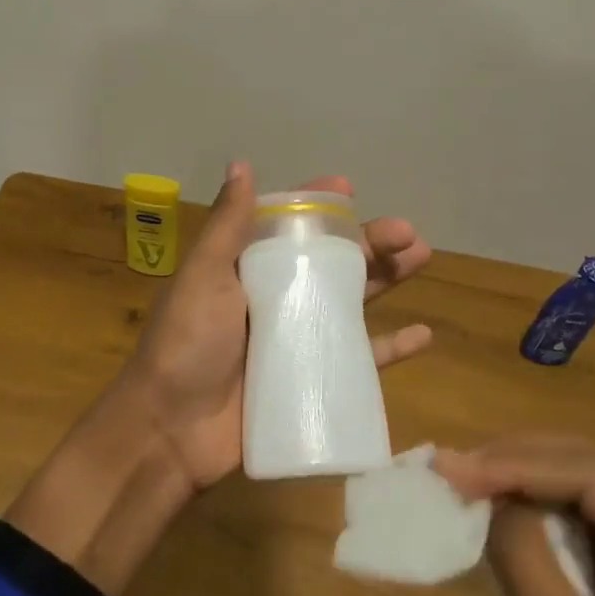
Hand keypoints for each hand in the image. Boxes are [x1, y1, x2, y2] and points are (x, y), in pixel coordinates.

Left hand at [115, 162, 432, 489]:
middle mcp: (276, 296)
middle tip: (408, 234)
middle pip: (332, 261)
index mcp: (248, 267)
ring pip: (352, 301)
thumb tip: (241, 163)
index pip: (290, 225)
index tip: (350, 189)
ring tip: (421, 258)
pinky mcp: (310, 379)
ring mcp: (295, 338)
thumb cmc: (185, 343)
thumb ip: (227, 224)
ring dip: (387, 279)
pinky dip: (390, 348)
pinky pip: (358, 359)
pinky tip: (423, 335)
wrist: (171, 431)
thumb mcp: (203, 275)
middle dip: (370, 242)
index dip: (321, 206)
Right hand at [438, 437, 594, 595]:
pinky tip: (505, 505)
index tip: (453, 469)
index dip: (516, 465)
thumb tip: (490, 498)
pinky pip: (588, 511)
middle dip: (516, 460)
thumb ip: (529, 566)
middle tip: (453, 468)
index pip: (591, 476)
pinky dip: (540, 502)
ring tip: (469, 478)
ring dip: (524, 474)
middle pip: (589, 465)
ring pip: (585, 479)